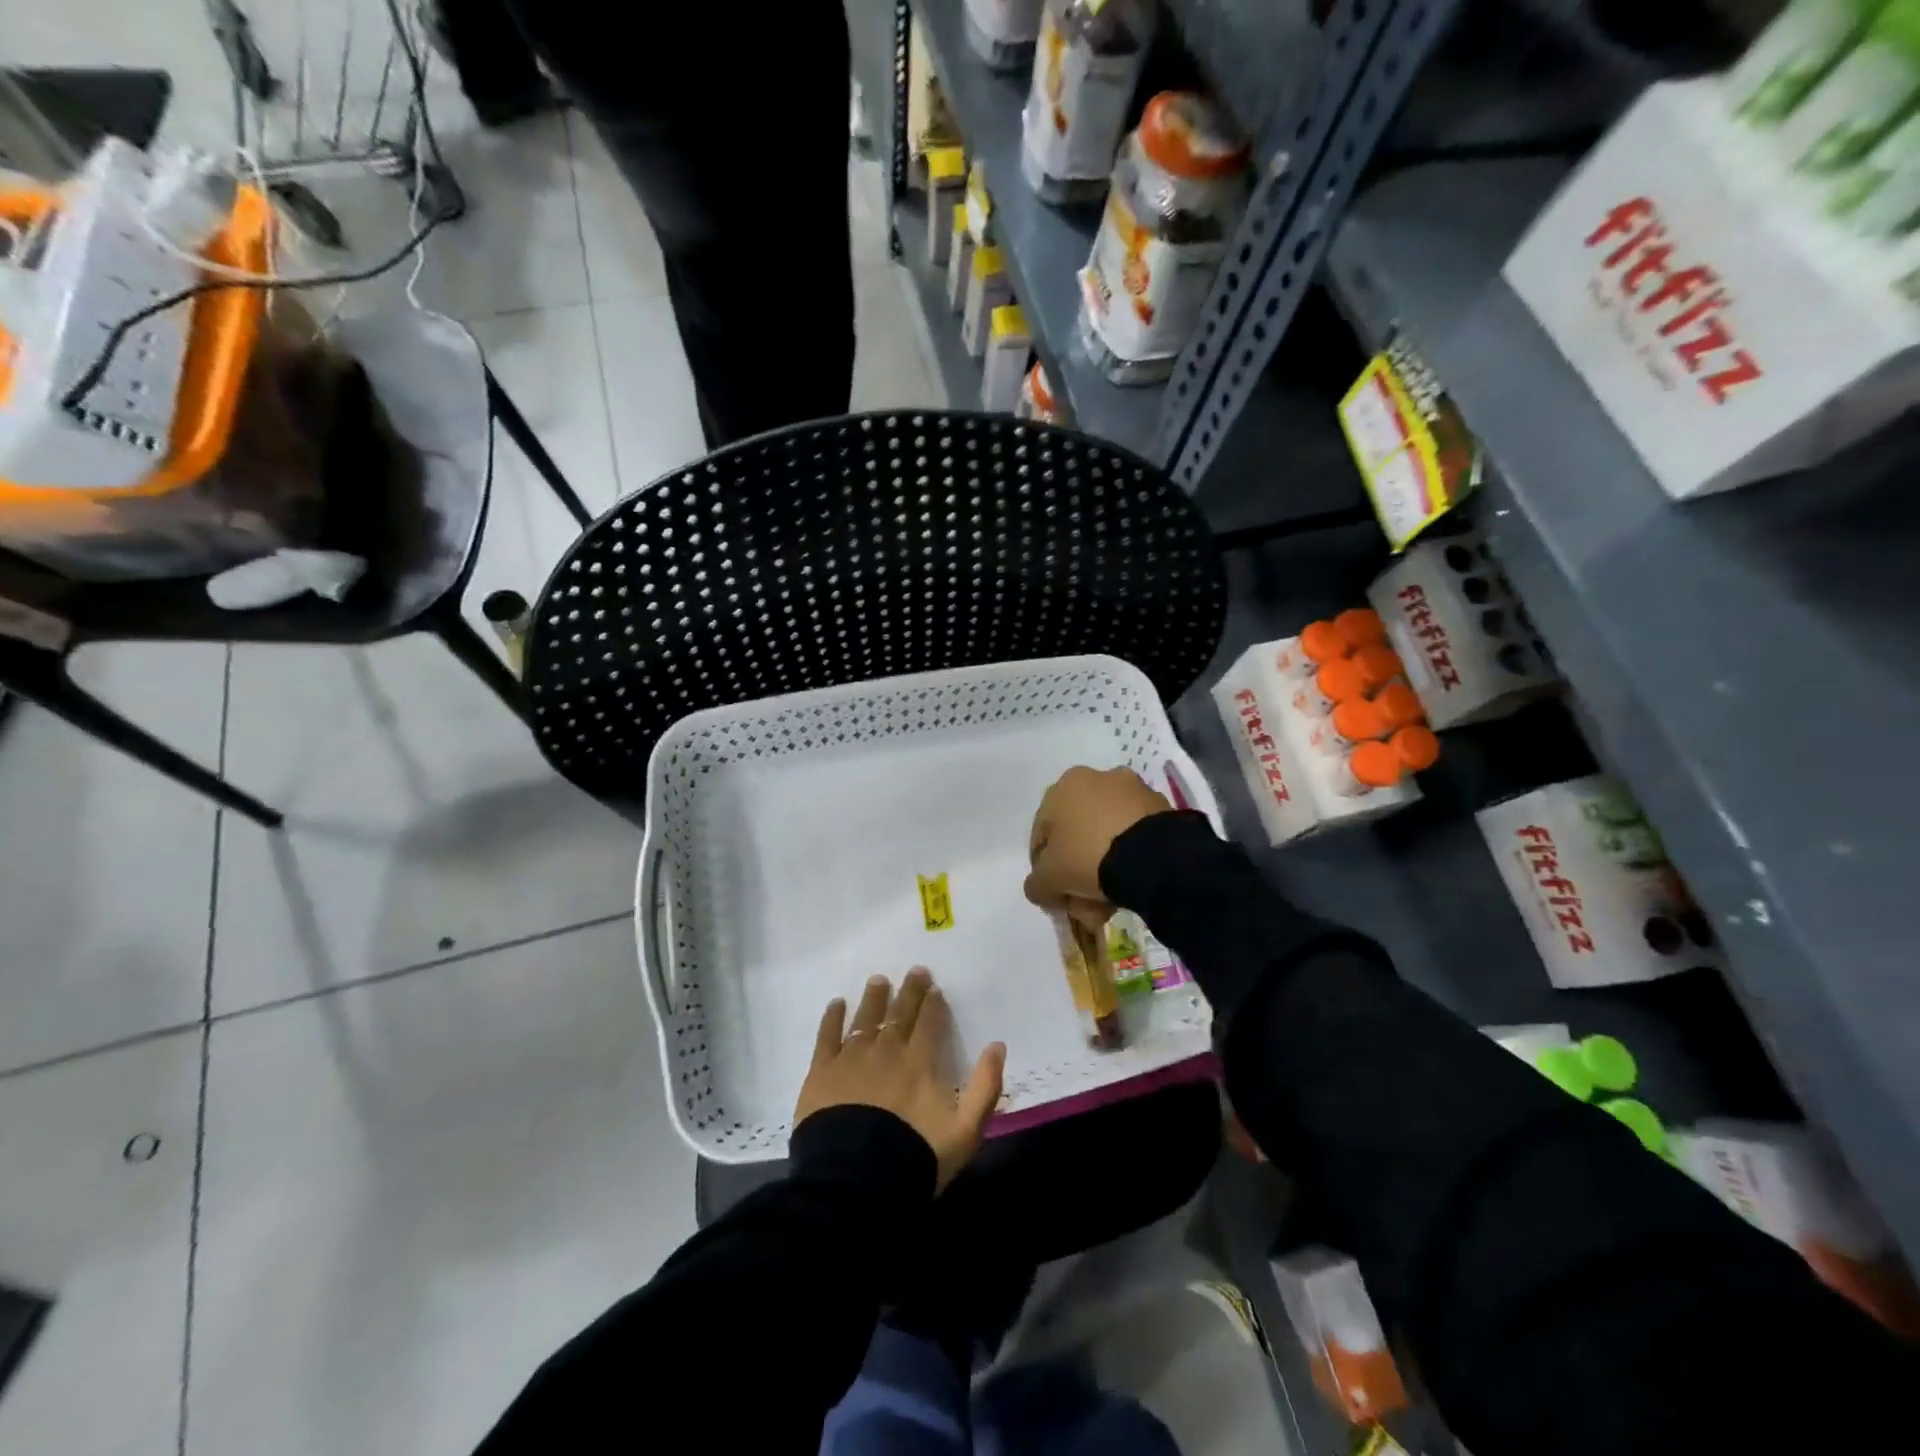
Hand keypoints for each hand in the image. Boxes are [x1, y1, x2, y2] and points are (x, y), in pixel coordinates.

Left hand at [794, 968, 1006, 1191]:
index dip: (933, 1003)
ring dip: (874, 998)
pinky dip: (833, 1018)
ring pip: (865, 1019)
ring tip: (878, 980)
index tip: (934, 986)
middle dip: (909, 991)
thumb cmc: (915, 1156)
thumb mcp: (965, 1130)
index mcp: (920, 1062)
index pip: (929, 1023)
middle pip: (899, 1014)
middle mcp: (887, 1051)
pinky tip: (837, 1003)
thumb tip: (998, 1045)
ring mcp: (852, 1059)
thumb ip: (985, 1086)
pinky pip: (827, 1036)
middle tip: (914, 971)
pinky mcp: (822, 1073)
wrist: (856, 1180)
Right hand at [1023, 766, 1171, 935]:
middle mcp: (1098, 779)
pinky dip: (1129, 860)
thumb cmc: (1088, 857)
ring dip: (1104, 868)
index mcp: (1065, 786)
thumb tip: (1040, 887)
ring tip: (1108, 903)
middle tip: (1081, 902)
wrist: (1153, 857)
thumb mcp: (1048, 880)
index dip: (1043, 867)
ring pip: (1108, 837)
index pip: (1043, 833)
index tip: (1052, 892)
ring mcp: (1133, 791)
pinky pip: (1135, 838)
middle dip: (1077, 870)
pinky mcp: (1162, 808)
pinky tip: (1131, 887)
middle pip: (1078, 835)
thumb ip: (1036, 884)